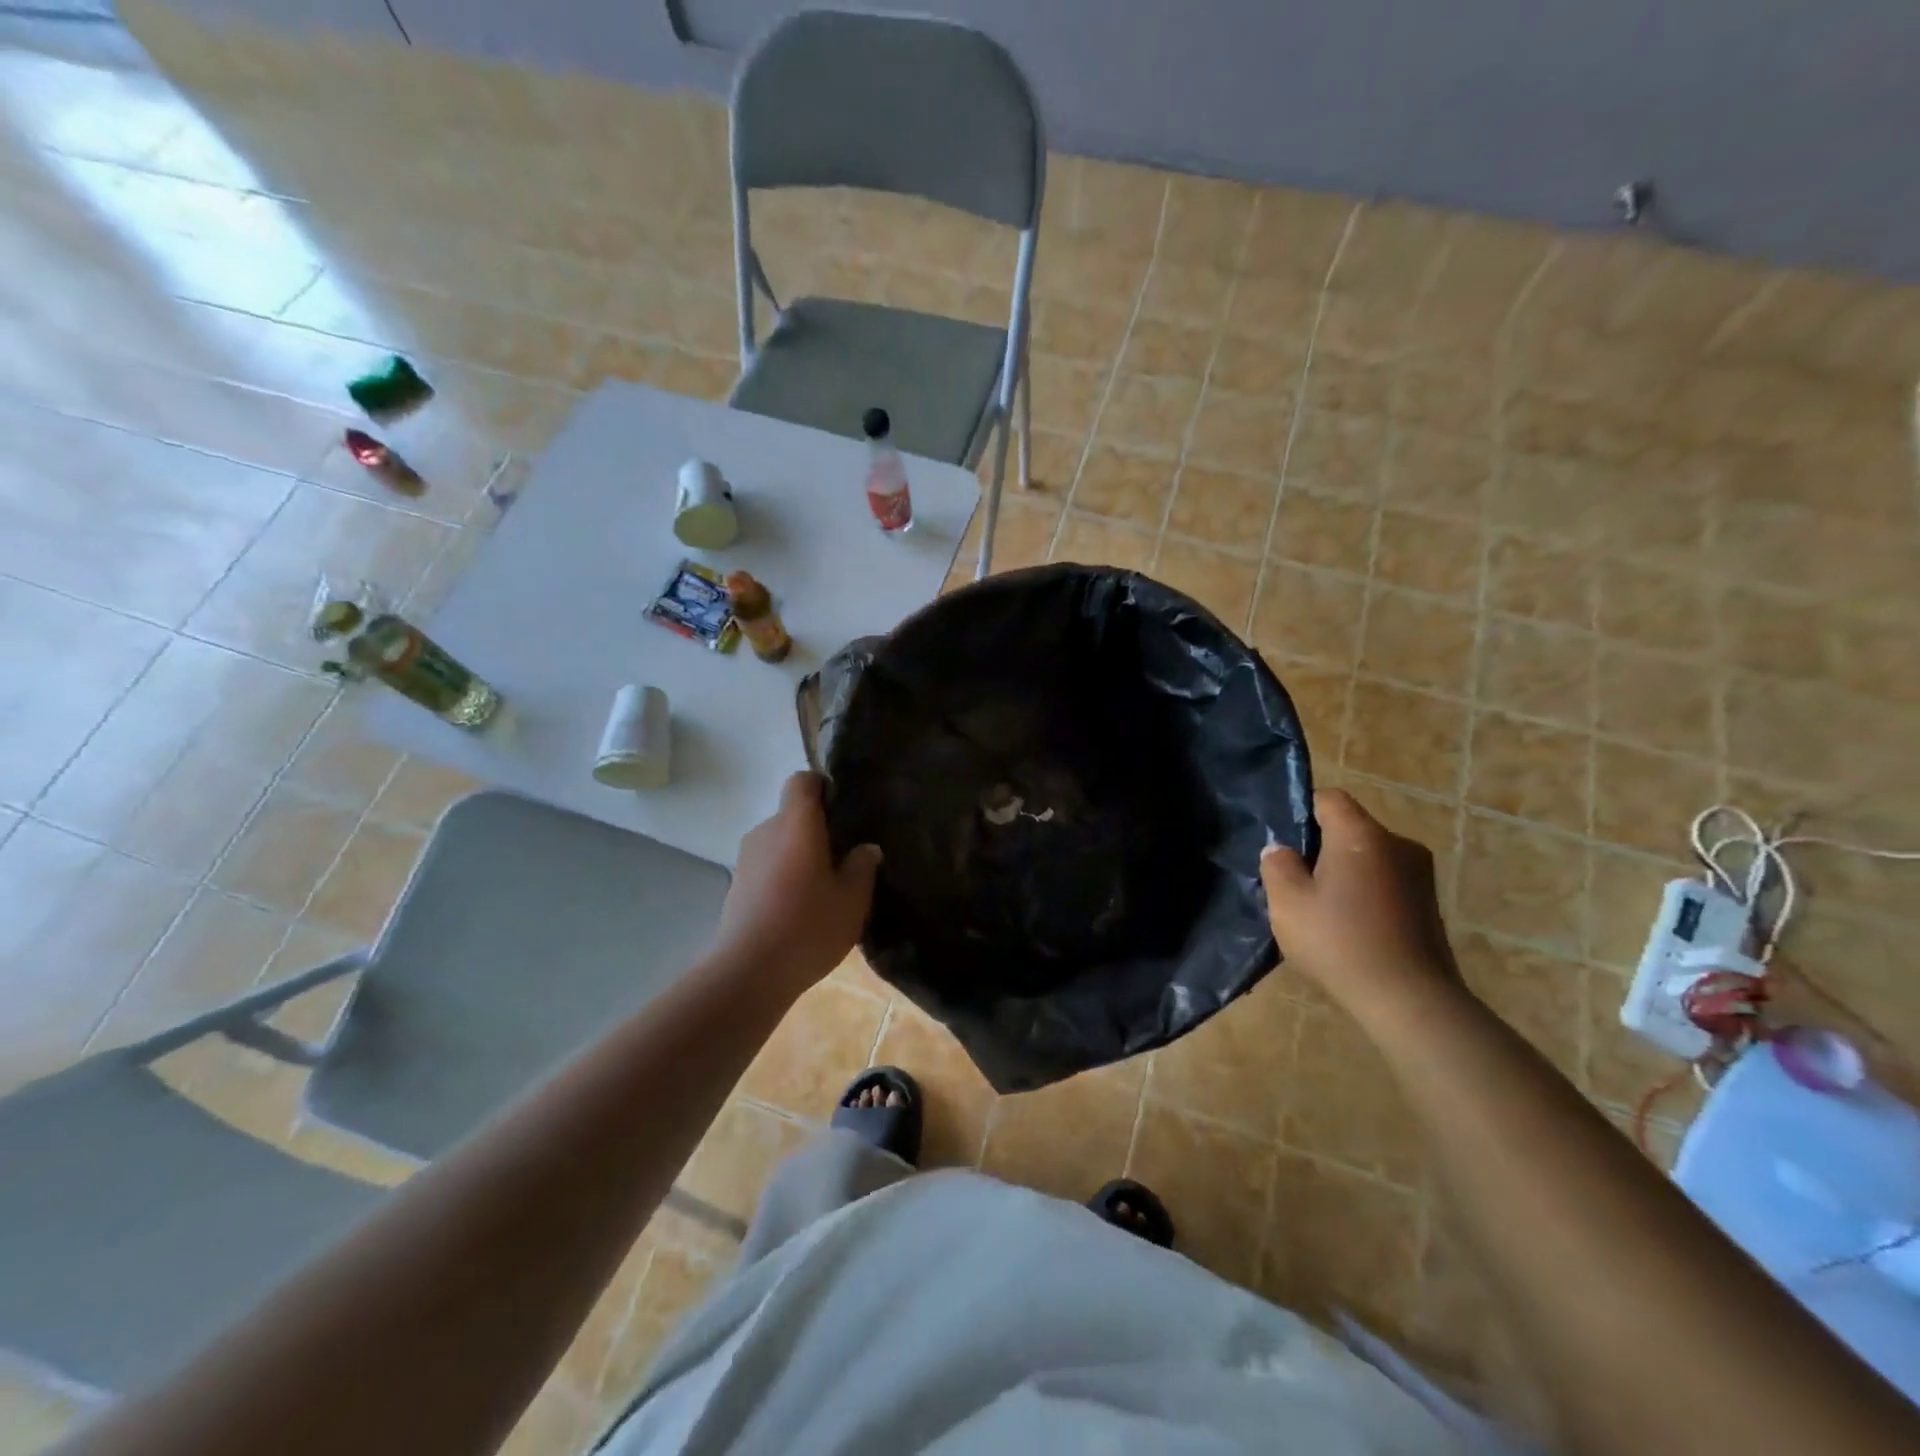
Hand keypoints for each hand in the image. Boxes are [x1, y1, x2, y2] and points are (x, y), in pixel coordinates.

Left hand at [711, 772, 882, 996]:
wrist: (748, 972)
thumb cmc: (807, 926)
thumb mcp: (852, 899)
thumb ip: (862, 866)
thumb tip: (866, 848)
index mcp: (796, 824)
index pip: (802, 781)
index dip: (822, 787)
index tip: (843, 810)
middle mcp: (766, 831)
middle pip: (792, 814)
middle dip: (817, 829)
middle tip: (844, 857)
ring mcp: (746, 858)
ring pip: (780, 842)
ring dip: (800, 855)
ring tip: (824, 887)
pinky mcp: (737, 885)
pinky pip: (767, 866)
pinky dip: (784, 876)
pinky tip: (800, 908)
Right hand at [1260, 788, 1459, 1013]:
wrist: (1410, 1002)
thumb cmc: (1340, 942)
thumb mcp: (1287, 903)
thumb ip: (1277, 865)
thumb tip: (1281, 850)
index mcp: (1361, 835)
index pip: (1329, 798)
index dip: (1301, 812)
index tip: (1284, 844)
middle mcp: (1397, 844)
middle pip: (1349, 829)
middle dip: (1320, 848)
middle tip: (1295, 882)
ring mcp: (1420, 875)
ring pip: (1368, 858)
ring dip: (1344, 874)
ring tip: (1322, 910)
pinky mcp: (1429, 905)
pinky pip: (1386, 883)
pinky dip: (1365, 895)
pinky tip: (1349, 928)